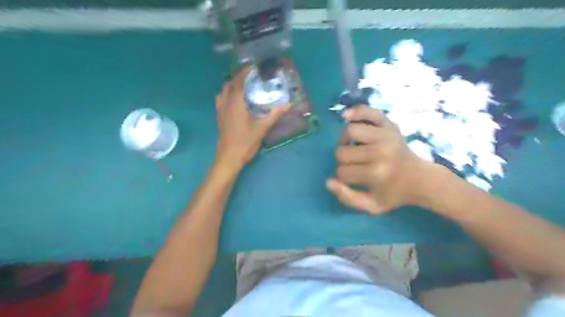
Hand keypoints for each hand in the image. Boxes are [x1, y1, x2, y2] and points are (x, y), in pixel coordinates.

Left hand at [214, 66, 288, 170]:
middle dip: (239, 77)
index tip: (254, 66)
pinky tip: (236, 100)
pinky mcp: (220, 118)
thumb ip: (274, 115)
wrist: (229, 158)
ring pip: (223, 91)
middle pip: (229, 84)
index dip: (245, 72)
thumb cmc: (245, 143)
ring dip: (232, 85)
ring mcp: (220, 111)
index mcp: (235, 104)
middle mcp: (225, 104)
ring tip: (244, 85)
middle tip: (252, 76)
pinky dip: (228, 93)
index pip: (238, 82)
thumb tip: (287, 104)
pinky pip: (221, 99)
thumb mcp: (261, 129)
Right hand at [327, 105, 440, 214]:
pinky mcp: (389, 124)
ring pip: (349, 131)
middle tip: (352, 164)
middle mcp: (380, 152)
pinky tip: (346, 117)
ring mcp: (385, 135)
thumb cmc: (393, 193)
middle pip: (342, 152)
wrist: (420, 179)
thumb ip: (347, 198)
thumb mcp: (371, 206)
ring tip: (351, 146)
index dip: (342, 177)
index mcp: (376, 174)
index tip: (352, 179)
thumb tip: (328, 181)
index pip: (342, 172)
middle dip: (342, 160)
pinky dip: (354, 112)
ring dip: (344, 140)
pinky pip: (367, 111)